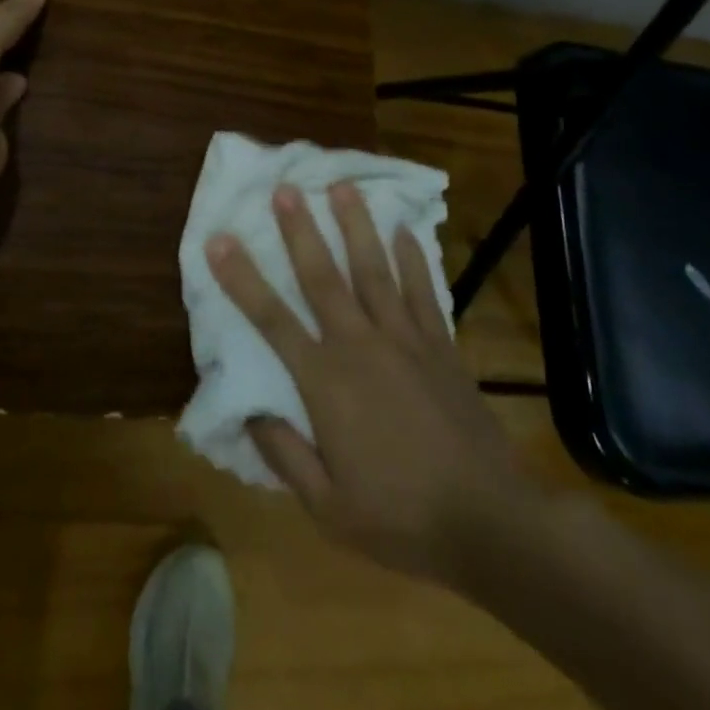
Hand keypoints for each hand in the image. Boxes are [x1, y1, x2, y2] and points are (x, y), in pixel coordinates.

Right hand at [206, 182, 547, 585]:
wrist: (490, 523)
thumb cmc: (400, 518)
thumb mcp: (328, 508)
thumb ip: (285, 454)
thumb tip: (249, 409)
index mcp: (325, 383)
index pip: (272, 320)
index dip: (242, 278)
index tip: (219, 240)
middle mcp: (360, 346)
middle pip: (322, 277)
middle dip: (299, 230)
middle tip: (285, 187)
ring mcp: (405, 340)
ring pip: (373, 270)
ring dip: (356, 226)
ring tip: (342, 186)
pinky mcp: (441, 345)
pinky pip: (423, 291)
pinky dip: (412, 258)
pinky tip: (404, 229)